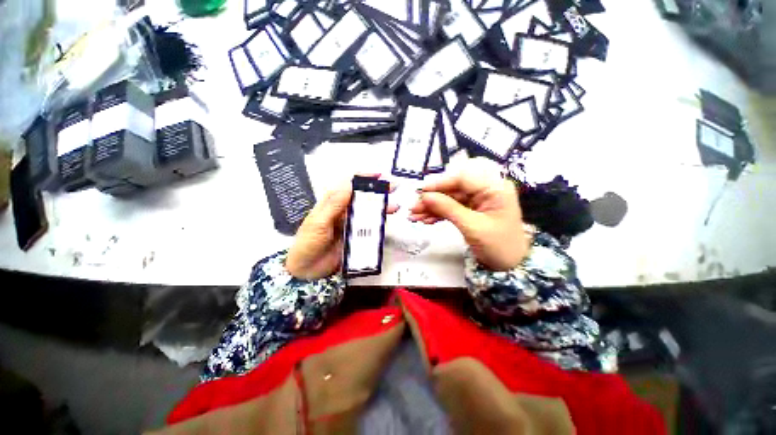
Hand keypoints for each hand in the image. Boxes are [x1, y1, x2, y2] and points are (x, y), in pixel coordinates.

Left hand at [286, 175, 398, 279]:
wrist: (306, 270)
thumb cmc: (307, 243)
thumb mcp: (318, 222)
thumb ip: (334, 205)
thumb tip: (349, 185)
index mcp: (332, 203)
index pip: (349, 184)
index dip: (364, 177)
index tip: (379, 175)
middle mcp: (343, 210)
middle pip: (363, 196)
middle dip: (378, 190)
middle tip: (394, 187)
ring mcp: (351, 223)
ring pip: (369, 211)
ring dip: (382, 207)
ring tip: (395, 207)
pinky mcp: (356, 236)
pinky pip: (370, 227)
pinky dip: (379, 223)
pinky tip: (386, 222)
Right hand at [409, 159, 528, 270]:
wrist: (509, 265)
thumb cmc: (498, 246)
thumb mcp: (472, 227)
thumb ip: (448, 209)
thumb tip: (424, 196)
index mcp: (494, 188)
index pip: (463, 177)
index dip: (440, 183)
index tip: (421, 191)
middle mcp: (486, 189)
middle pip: (453, 187)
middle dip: (432, 198)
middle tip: (413, 208)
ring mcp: (478, 199)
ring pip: (449, 198)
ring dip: (431, 207)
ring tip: (414, 217)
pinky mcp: (471, 208)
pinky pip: (451, 207)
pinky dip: (438, 213)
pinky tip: (425, 220)